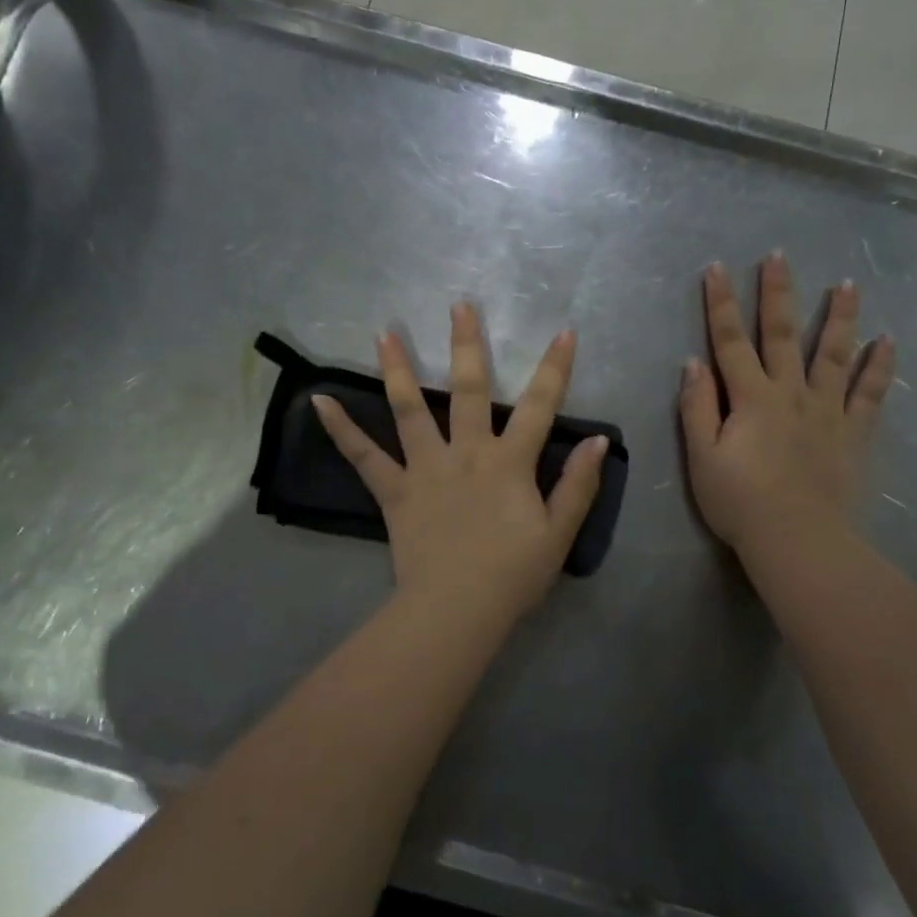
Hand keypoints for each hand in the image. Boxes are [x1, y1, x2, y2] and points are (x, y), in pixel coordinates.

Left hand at [312, 302, 608, 627]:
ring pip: (411, 409)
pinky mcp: (395, 491)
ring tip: (384, 333)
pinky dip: (341, 429)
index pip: (540, 406)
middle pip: (469, 389)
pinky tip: (319, 401)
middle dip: (467, 344)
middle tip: (459, 306)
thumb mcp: (559, 533)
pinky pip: (364, 456)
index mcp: (508, 462)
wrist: (456, 610)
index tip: (563, 332)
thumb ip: (578, 484)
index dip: (554, 368)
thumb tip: (597, 441)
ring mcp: (426, 468)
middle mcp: (466, 452)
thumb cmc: (512, 574)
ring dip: (398, 368)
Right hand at [679, 254, 895, 568]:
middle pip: (781, 334)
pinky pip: (870, 394)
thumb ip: (696, 408)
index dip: (719, 304)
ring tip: (846, 284)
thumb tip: (693, 363)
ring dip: (838, 317)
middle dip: (777, 293)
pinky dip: (879, 367)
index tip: (716, 268)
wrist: (798, 541)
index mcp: (750, 398)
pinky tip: (887, 341)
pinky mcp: (853, 434)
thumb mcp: (701, 458)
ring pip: (832, 354)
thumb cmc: (740, 502)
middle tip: (779, 257)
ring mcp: (827, 411)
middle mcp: (790, 393)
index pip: (729, 341)